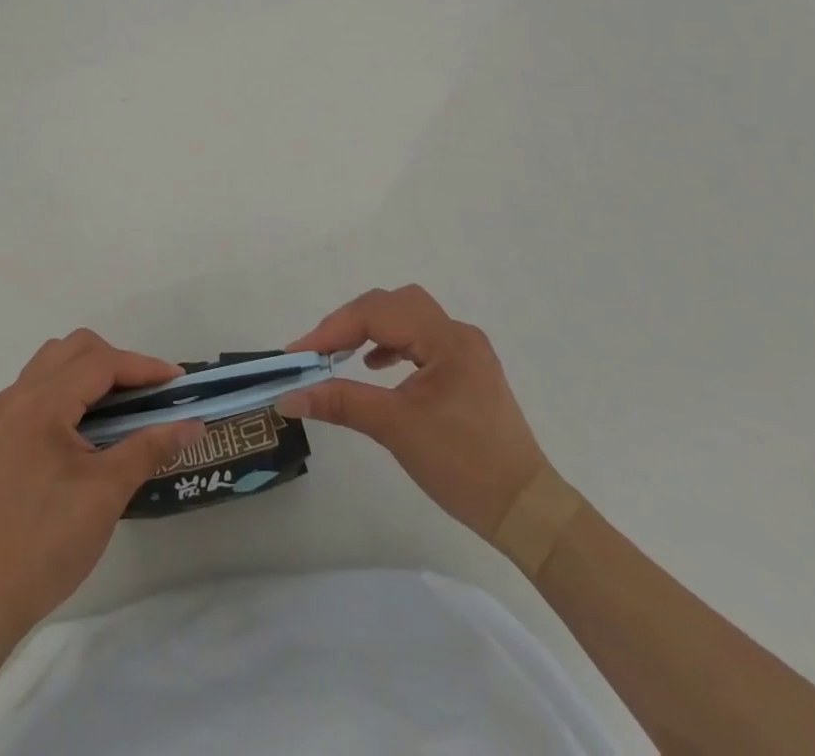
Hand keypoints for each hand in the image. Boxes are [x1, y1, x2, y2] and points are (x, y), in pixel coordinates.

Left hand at [0, 329, 203, 635]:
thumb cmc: (47, 544)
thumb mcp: (106, 494)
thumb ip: (150, 447)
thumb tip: (193, 424)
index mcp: (41, 404)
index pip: (100, 363)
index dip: (142, 367)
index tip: (178, 381)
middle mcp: (17, 396)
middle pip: (74, 348)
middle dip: (117, 361)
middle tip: (148, 393)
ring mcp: (3, 415)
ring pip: (53, 362)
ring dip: (90, 370)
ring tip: (120, 404)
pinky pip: (38, 386)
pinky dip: (69, 388)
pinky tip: (87, 423)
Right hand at [279, 285, 547, 537]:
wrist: (526, 511)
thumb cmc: (463, 467)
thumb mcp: (396, 429)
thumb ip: (340, 402)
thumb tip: (288, 397)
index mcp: (447, 339)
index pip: (378, 314)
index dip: (333, 329)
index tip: (297, 354)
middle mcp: (458, 333)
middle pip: (393, 304)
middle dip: (351, 321)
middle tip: (318, 351)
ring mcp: (466, 350)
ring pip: (407, 317)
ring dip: (371, 328)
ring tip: (340, 354)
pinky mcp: (466, 369)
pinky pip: (421, 338)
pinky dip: (392, 343)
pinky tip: (376, 366)